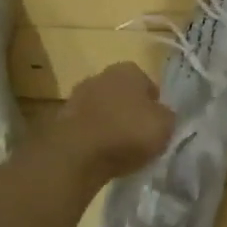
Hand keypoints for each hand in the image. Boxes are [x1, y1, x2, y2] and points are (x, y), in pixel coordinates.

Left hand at [58, 63, 175, 180]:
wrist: (76, 156)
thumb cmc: (128, 133)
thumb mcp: (165, 126)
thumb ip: (166, 116)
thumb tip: (161, 114)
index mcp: (128, 70)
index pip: (147, 83)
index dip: (154, 103)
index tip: (156, 123)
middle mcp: (101, 75)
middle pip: (121, 93)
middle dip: (129, 109)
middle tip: (138, 133)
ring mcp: (77, 96)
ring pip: (101, 108)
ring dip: (109, 122)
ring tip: (119, 147)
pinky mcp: (60, 119)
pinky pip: (86, 125)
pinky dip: (93, 136)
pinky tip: (100, 153)